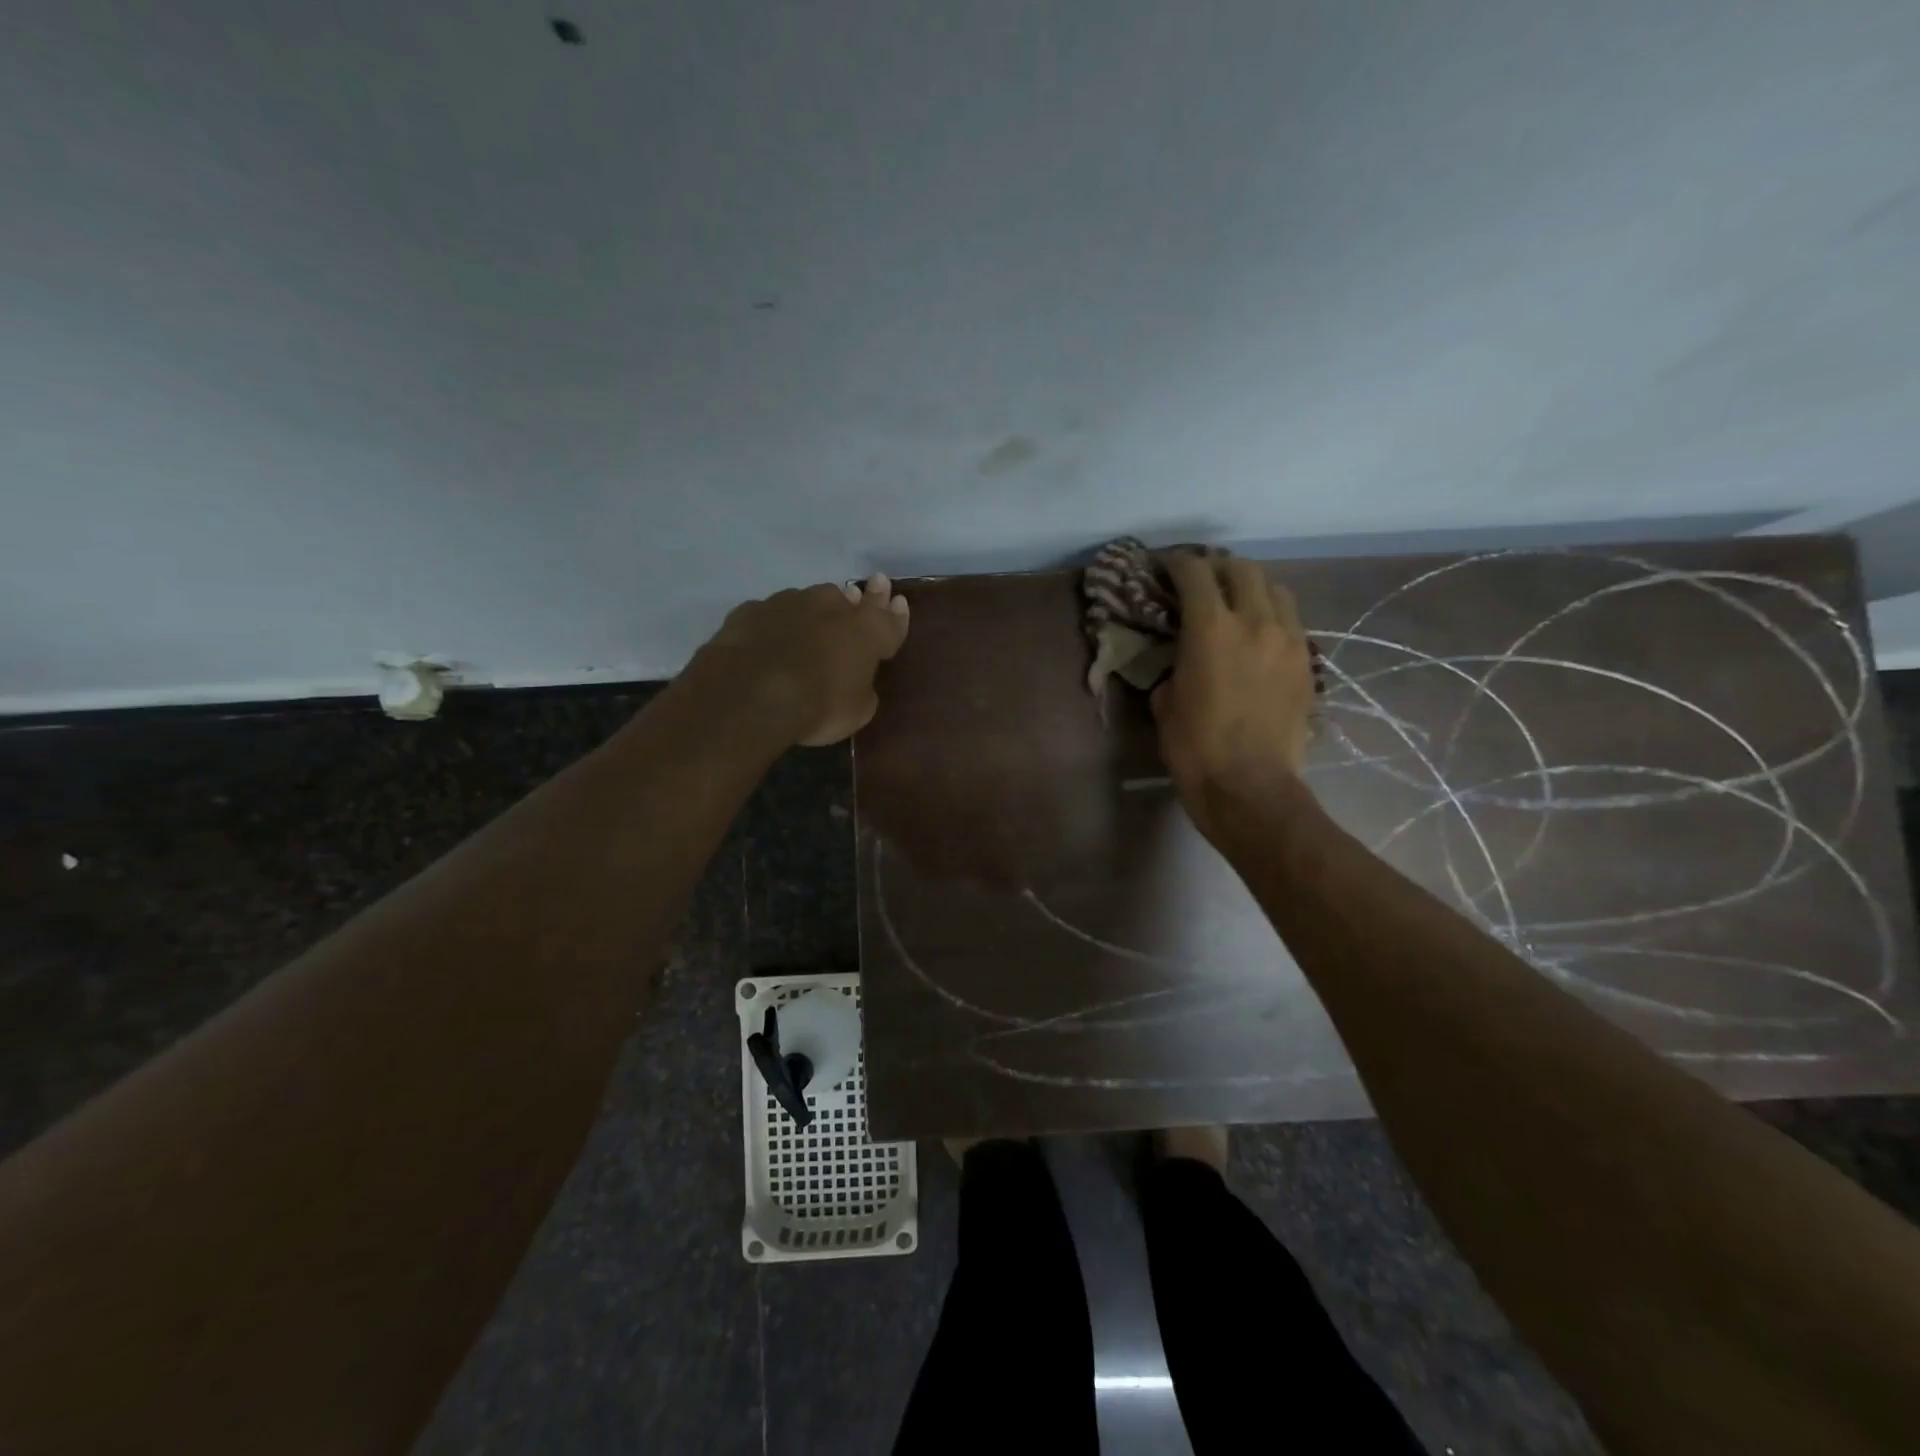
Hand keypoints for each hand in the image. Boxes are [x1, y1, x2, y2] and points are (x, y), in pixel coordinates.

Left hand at [687, 574, 909, 747]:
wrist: (753, 693)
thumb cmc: (819, 706)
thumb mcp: (857, 711)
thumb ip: (862, 687)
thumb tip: (857, 679)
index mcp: (866, 632)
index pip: (888, 619)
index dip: (895, 613)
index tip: (898, 600)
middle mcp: (831, 607)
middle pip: (849, 599)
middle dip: (860, 598)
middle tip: (863, 593)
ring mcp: (789, 603)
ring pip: (809, 600)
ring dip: (815, 609)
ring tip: (812, 618)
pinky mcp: (752, 610)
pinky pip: (771, 614)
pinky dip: (776, 623)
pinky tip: (769, 635)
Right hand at [1152, 551, 1314, 840]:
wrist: (1250, 788)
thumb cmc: (1195, 748)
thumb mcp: (1165, 703)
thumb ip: (1174, 666)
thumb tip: (1182, 658)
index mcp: (1211, 628)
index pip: (1195, 572)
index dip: (1177, 563)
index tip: (1165, 567)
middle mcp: (1255, 622)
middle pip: (1242, 569)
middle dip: (1218, 567)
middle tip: (1201, 580)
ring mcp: (1289, 641)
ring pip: (1276, 590)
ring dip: (1252, 587)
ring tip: (1236, 602)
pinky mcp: (1306, 664)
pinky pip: (1291, 622)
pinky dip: (1272, 616)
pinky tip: (1258, 635)